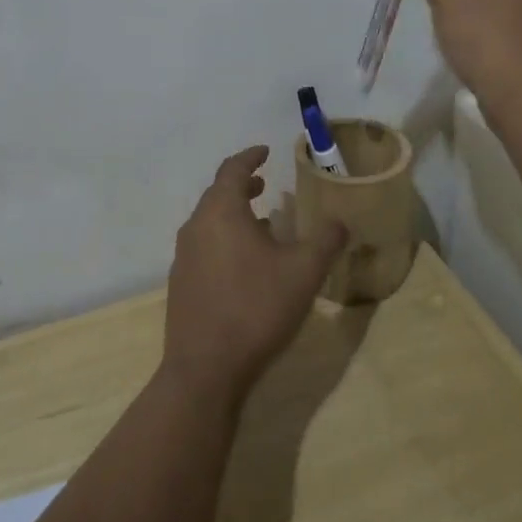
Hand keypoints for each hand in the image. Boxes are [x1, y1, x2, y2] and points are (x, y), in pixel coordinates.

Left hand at [161, 146, 349, 403]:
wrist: (205, 370)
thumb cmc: (255, 308)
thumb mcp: (303, 272)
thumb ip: (326, 240)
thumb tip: (340, 221)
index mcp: (220, 212)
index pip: (233, 170)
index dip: (250, 157)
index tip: (265, 151)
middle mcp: (196, 227)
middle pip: (218, 194)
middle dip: (242, 186)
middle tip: (265, 185)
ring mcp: (183, 258)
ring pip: (210, 222)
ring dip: (234, 215)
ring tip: (261, 225)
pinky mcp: (181, 285)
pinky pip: (204, 247)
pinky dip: (224, 240)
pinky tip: (245, 265)